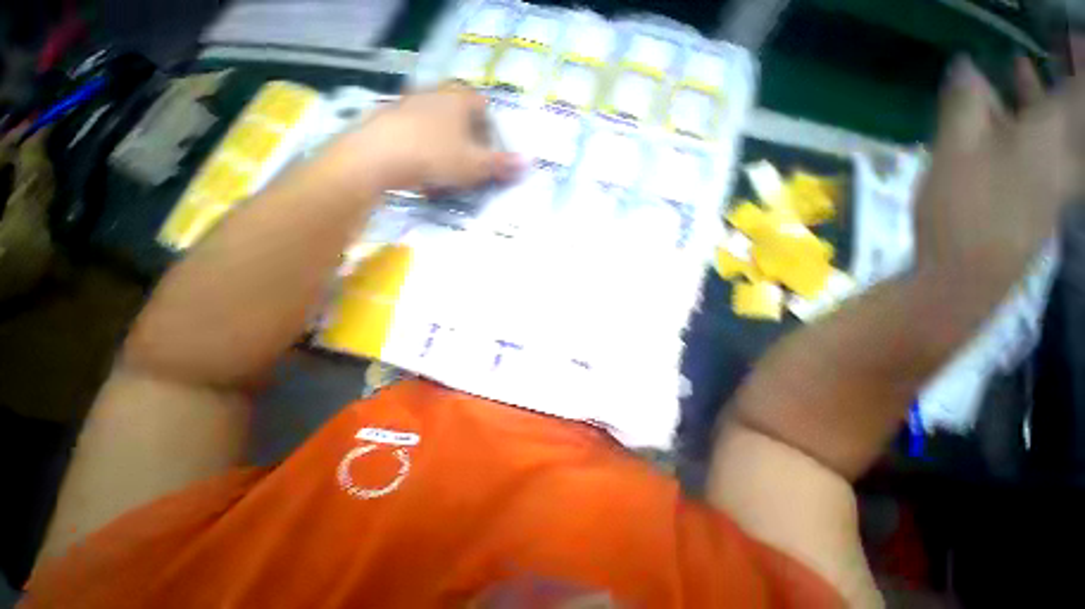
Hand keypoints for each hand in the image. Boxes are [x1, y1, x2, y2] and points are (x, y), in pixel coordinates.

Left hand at [328, 83, 521, 192]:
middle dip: (468, 142)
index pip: (484, 107)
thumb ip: (502, 164)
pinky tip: (425, 174)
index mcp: (458, 99)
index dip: (491, 131)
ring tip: (448, 175)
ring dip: (447, 149)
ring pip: (438, 128)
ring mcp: (409, 105)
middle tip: (471, 167)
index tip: (490, 154)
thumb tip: (529, 163)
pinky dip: (425, 153)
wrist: (378, 157)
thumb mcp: (476, 165)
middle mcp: (434, 95)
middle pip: (460, 117)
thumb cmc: (436, 156)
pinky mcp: (390, 120)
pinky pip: (417, 136)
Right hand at [914, 57, 1077, 297]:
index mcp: (1051, 133)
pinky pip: (1047, 149)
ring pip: (1059, 127)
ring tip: (1019, 74)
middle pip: (1075, 105)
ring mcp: (1055, 178)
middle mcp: (1065, 152)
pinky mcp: (1040, 197)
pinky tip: (1011, 123)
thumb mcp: (955, 150)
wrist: (968, 275)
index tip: (1067, 35)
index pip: (1081, 85)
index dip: (1080, 56)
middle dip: (1066, 73)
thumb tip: (965, 66)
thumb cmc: (964, 209)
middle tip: (1050, 48)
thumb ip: (964, 104)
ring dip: (1042, 97)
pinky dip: (1032, 127)